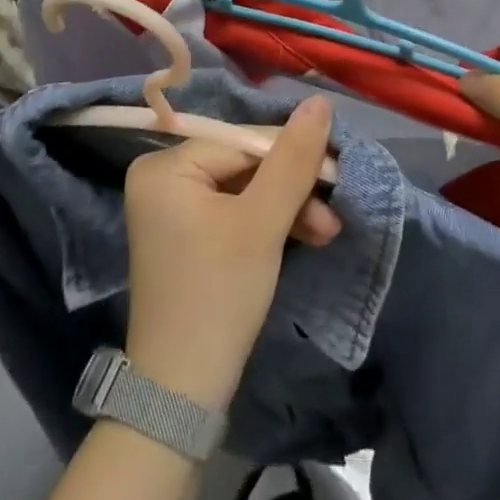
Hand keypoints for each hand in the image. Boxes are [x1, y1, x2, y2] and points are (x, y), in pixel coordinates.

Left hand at [122, 97, 339, 409]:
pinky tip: (305, 236)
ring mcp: (173, 209)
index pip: (244, 142)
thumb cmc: (219, 296)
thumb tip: (320, 102)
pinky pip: (236, 212)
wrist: (180, 397)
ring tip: (326, 233)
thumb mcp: (263, 223)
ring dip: (288, 209)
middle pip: (245, 165)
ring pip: (246, 190)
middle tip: (333, 214)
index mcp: (166, 167)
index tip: (337, 172)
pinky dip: (269, 224)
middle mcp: (162, 178)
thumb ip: (292, 159)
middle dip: (293, 190)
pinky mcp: (188, 236)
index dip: (293, 154)